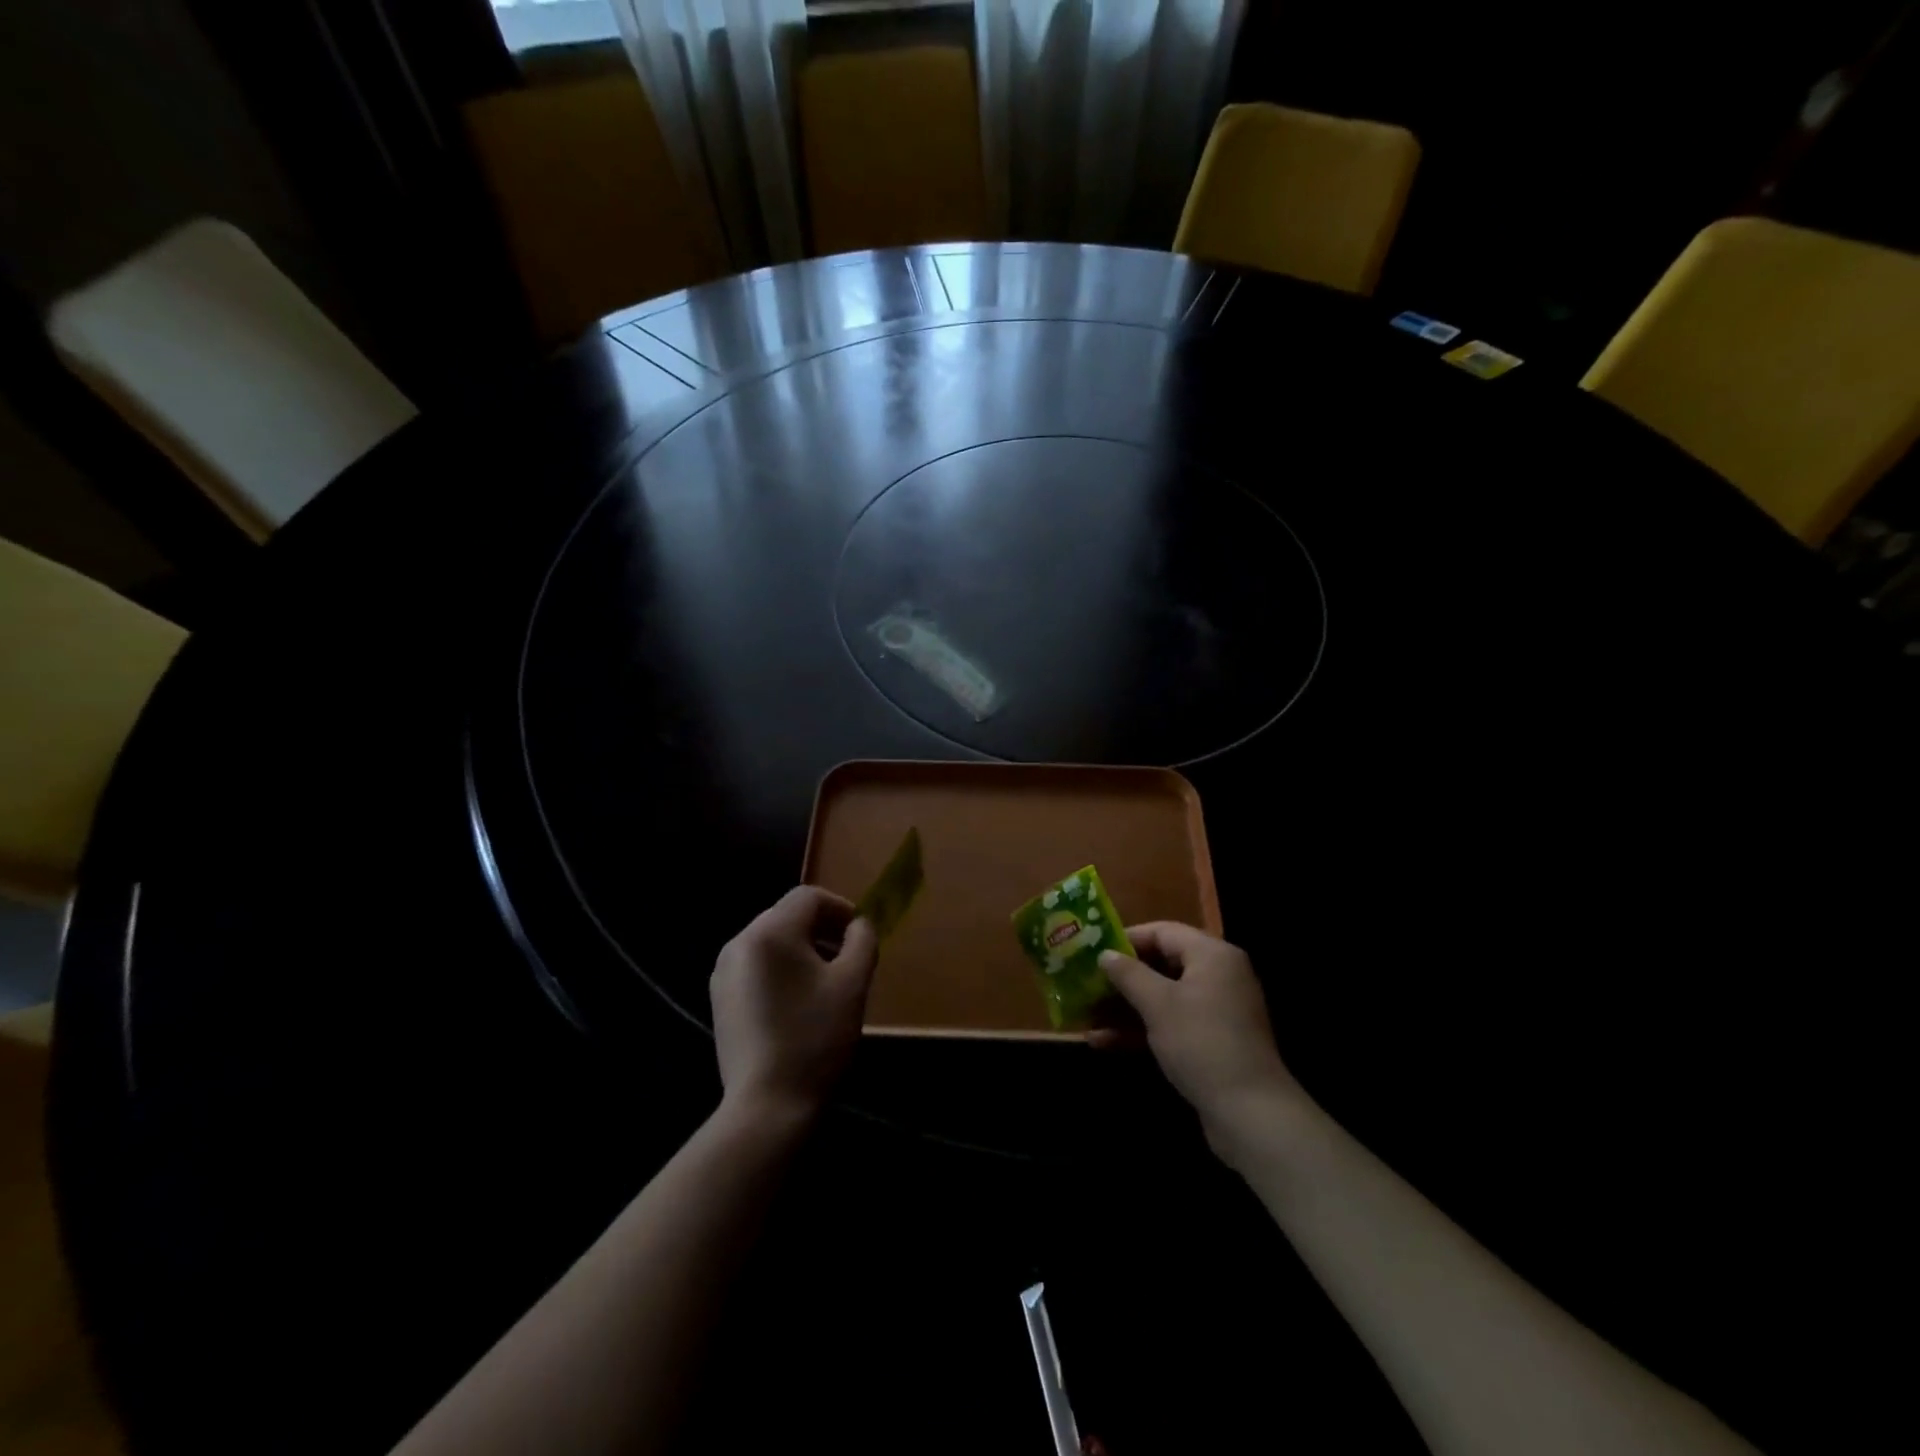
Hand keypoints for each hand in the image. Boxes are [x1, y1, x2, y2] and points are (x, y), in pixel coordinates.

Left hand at [710, 888, 877, 1122]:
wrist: (767, 1107)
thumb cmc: (815, 1039)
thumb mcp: (853, 984)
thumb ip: (862, 941)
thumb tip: (858, 925)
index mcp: (770, 932)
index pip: (808, 897)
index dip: (840, 908)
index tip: (860, 935)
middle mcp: (739, 942)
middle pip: (787, 916)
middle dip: (822, 929)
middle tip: (848, 958)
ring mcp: (724, 972)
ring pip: (772, 941)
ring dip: (802, 949)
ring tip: (826, 982)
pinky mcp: (720, 998)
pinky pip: (756, 965)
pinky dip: (781, 969)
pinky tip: (798, 1002)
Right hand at [1095, 923, 1304, 1151]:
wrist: (1251, 1114)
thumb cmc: (1201, 1043)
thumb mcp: (1158, 1004)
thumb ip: (1128, 974)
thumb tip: (1105, 954)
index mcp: (1212, 955)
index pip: (1162, 931)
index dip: (1125, 939)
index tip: (1092, 951)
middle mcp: (1218, 975)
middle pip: (1161, 964)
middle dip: (1121, 977)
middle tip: (1085, 983)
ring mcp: (1216, 1010)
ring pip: (1163, 997)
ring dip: (1125, 1006)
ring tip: (1086, 1015)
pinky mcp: (1211, 1041)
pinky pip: (1171, 1023)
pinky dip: (1141, 1029)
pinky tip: (1104, 1042)